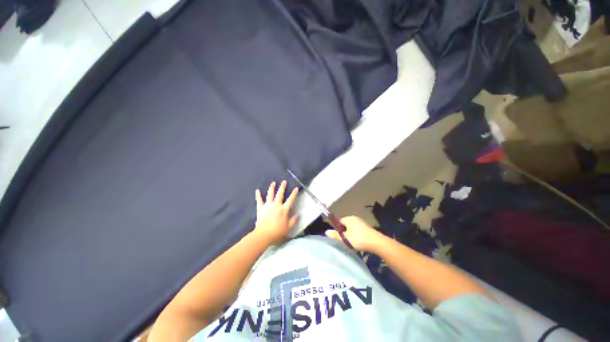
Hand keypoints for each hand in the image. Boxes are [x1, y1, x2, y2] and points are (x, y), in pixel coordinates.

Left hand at [254, 181, 298, 244]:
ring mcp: (268, 206)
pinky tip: (257, 190)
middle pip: (280, 194)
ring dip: (271, 188)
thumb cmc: (277, 231)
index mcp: (284, 209)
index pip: (290, 199)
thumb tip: (299, 214)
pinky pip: (259, 200)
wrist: (264, 234)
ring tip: (273, 183)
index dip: (294, 194)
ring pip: (270, 194)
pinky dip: (258, 195)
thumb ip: (294, 220)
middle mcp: (276, 205)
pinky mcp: (261, 208)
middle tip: (283, 181)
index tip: (296, 188)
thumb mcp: (288, 227)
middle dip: (282, 187)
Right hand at [325, 216, 385, 252]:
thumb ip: (336, 235)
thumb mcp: (346, 238)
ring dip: (350, 234)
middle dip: (344, 231)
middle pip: (345, 224)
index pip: (339, 221)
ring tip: (351, 242)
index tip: (338, 236)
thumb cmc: (359, 239)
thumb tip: (326, 231)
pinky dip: (356, 235)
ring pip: (351, 228)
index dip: (337, 228)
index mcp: (349, 219)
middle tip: (344, 240)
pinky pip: (357, 230)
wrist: (377, 243)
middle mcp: (355, 218)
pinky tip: (358, 241)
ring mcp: (361, 222)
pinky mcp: (366, 227)